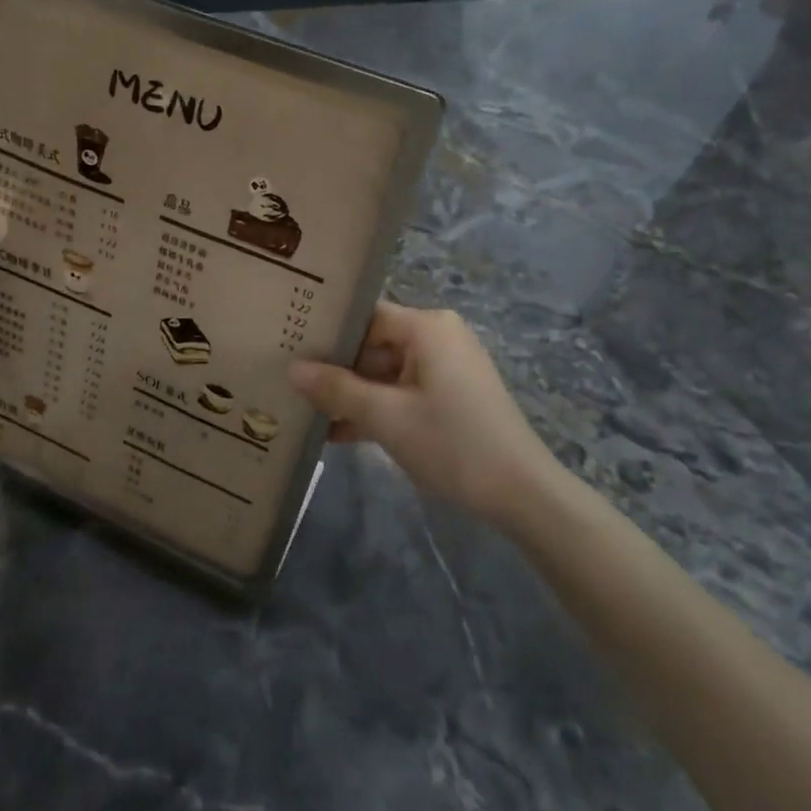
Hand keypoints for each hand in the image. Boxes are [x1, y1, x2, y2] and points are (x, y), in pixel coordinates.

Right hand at [288, 303, 560, 527]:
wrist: (521, 493)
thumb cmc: (452, 443)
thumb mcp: (386, 416)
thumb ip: (336, 389)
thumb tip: (292, 369)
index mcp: (426, 328)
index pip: (364, 317)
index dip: (327, 333)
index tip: (289, 348)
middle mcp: (438, 337)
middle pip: (372, 345)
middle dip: (335, 370)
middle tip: (289, 384)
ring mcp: (446, 368)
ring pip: (385, 373)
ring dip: (352, 396)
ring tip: (304, 412)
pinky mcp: (450, 396)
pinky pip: (402, 392)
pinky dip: (376, 410)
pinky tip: (337, 433)